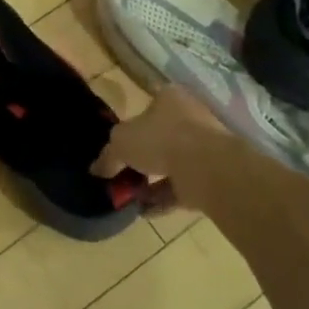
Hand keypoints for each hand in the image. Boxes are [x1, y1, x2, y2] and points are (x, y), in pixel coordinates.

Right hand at [93, 84, 244, 213]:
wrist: (207, 167)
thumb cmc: (160, 139)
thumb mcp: (121, 142)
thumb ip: (108, 155)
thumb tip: (96, 169)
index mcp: (169, 98)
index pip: (147, 106)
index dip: (130, 124)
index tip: (118, 145)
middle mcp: (189, 118)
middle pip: (159, 137)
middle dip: (141, 158)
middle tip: (122, 173)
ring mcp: (204, 148)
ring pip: (171, 164)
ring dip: (151, 181)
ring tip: (130, 196)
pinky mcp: (211, 175)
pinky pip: (181, 187)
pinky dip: (163, 198)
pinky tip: (145, 211)